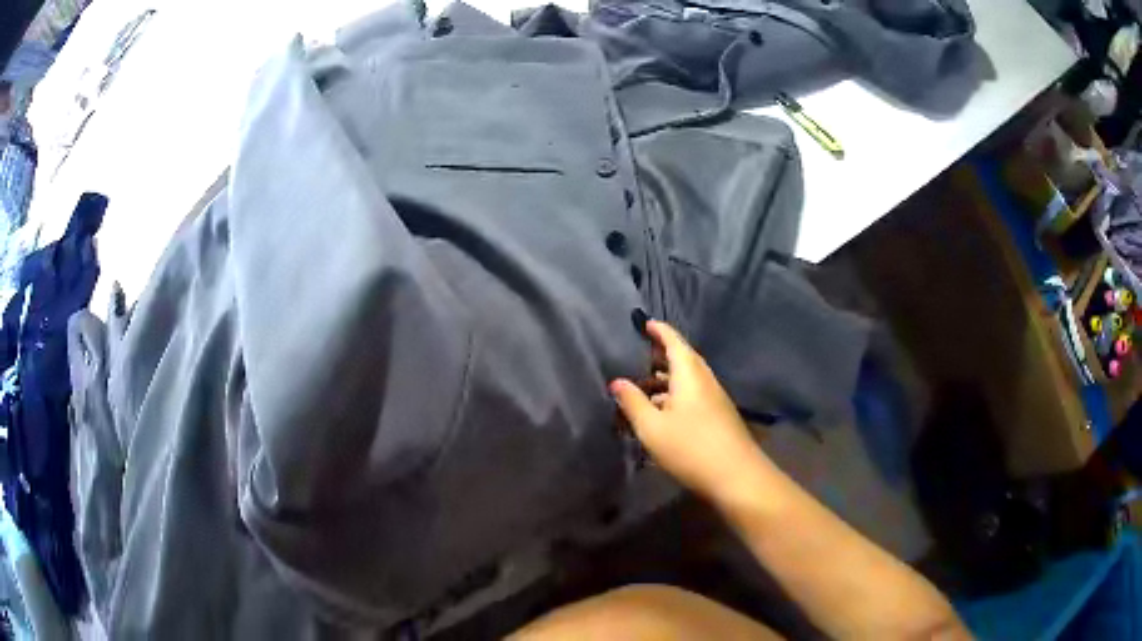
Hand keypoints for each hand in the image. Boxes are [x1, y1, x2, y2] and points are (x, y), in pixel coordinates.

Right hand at [610, 320, 767, 500]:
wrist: (736, 476)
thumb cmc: (690, 447)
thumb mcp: (652, 427)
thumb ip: (633, 402)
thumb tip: (617, 381)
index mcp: (690, 374)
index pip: (674, 342)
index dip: (660, 331)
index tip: (646, 323)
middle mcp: (705, 380)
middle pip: (683, 359)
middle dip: (661, 355)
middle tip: (639, 357)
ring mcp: (714, 399)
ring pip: (687, 380)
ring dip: (666, 380)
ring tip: (643, 388)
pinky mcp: (718, 417)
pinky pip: (693, 396)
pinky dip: (675, 396)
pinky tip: (662, 414)